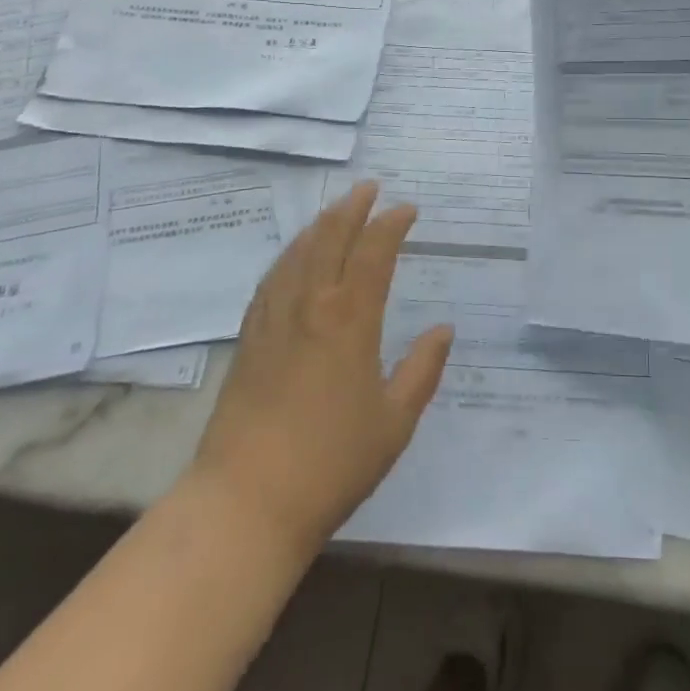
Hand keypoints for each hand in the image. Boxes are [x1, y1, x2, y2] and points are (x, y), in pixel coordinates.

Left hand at [184, 183, 452, 552]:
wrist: (246, 502)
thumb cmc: (331, 463)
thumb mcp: (394, 422)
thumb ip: (422, 370)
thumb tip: (443, 330)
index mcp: (350, 319)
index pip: (373, 253)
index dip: (391, 224)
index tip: (407, 209)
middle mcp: (310, 306)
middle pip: (329, 239)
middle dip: (352, 208)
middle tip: (369, 188)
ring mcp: (274, 320)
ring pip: (297, 254)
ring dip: (319, 225)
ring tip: (335, 210)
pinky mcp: (249, 339)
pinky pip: (271, 280)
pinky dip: (289, 256)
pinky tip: (293, 257)